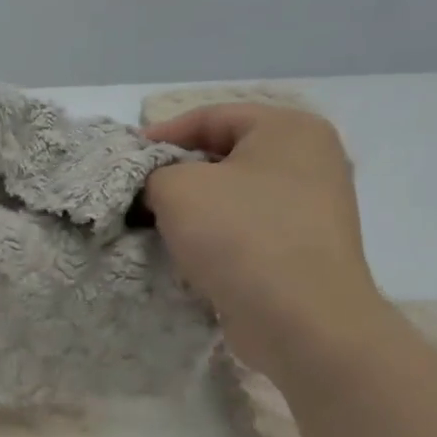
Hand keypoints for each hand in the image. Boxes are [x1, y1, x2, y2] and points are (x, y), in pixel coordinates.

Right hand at [143, 104, 390, 380]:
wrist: (300, 319)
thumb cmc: (239, 235)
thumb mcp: (176, 188)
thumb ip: (153, 173)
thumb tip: (154, 186)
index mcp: (289, 129)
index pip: (211, 116)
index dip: (161, 135)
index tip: (125, 161)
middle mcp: (309, 160)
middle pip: (224, 156)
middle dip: (175, 175)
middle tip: (135, 196)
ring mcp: (312, 208)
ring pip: (233, 196)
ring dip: (192, 210)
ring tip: (154, 227)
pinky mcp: (303, 249)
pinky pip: (247, 230)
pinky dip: (215, 237)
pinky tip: (188, 255)